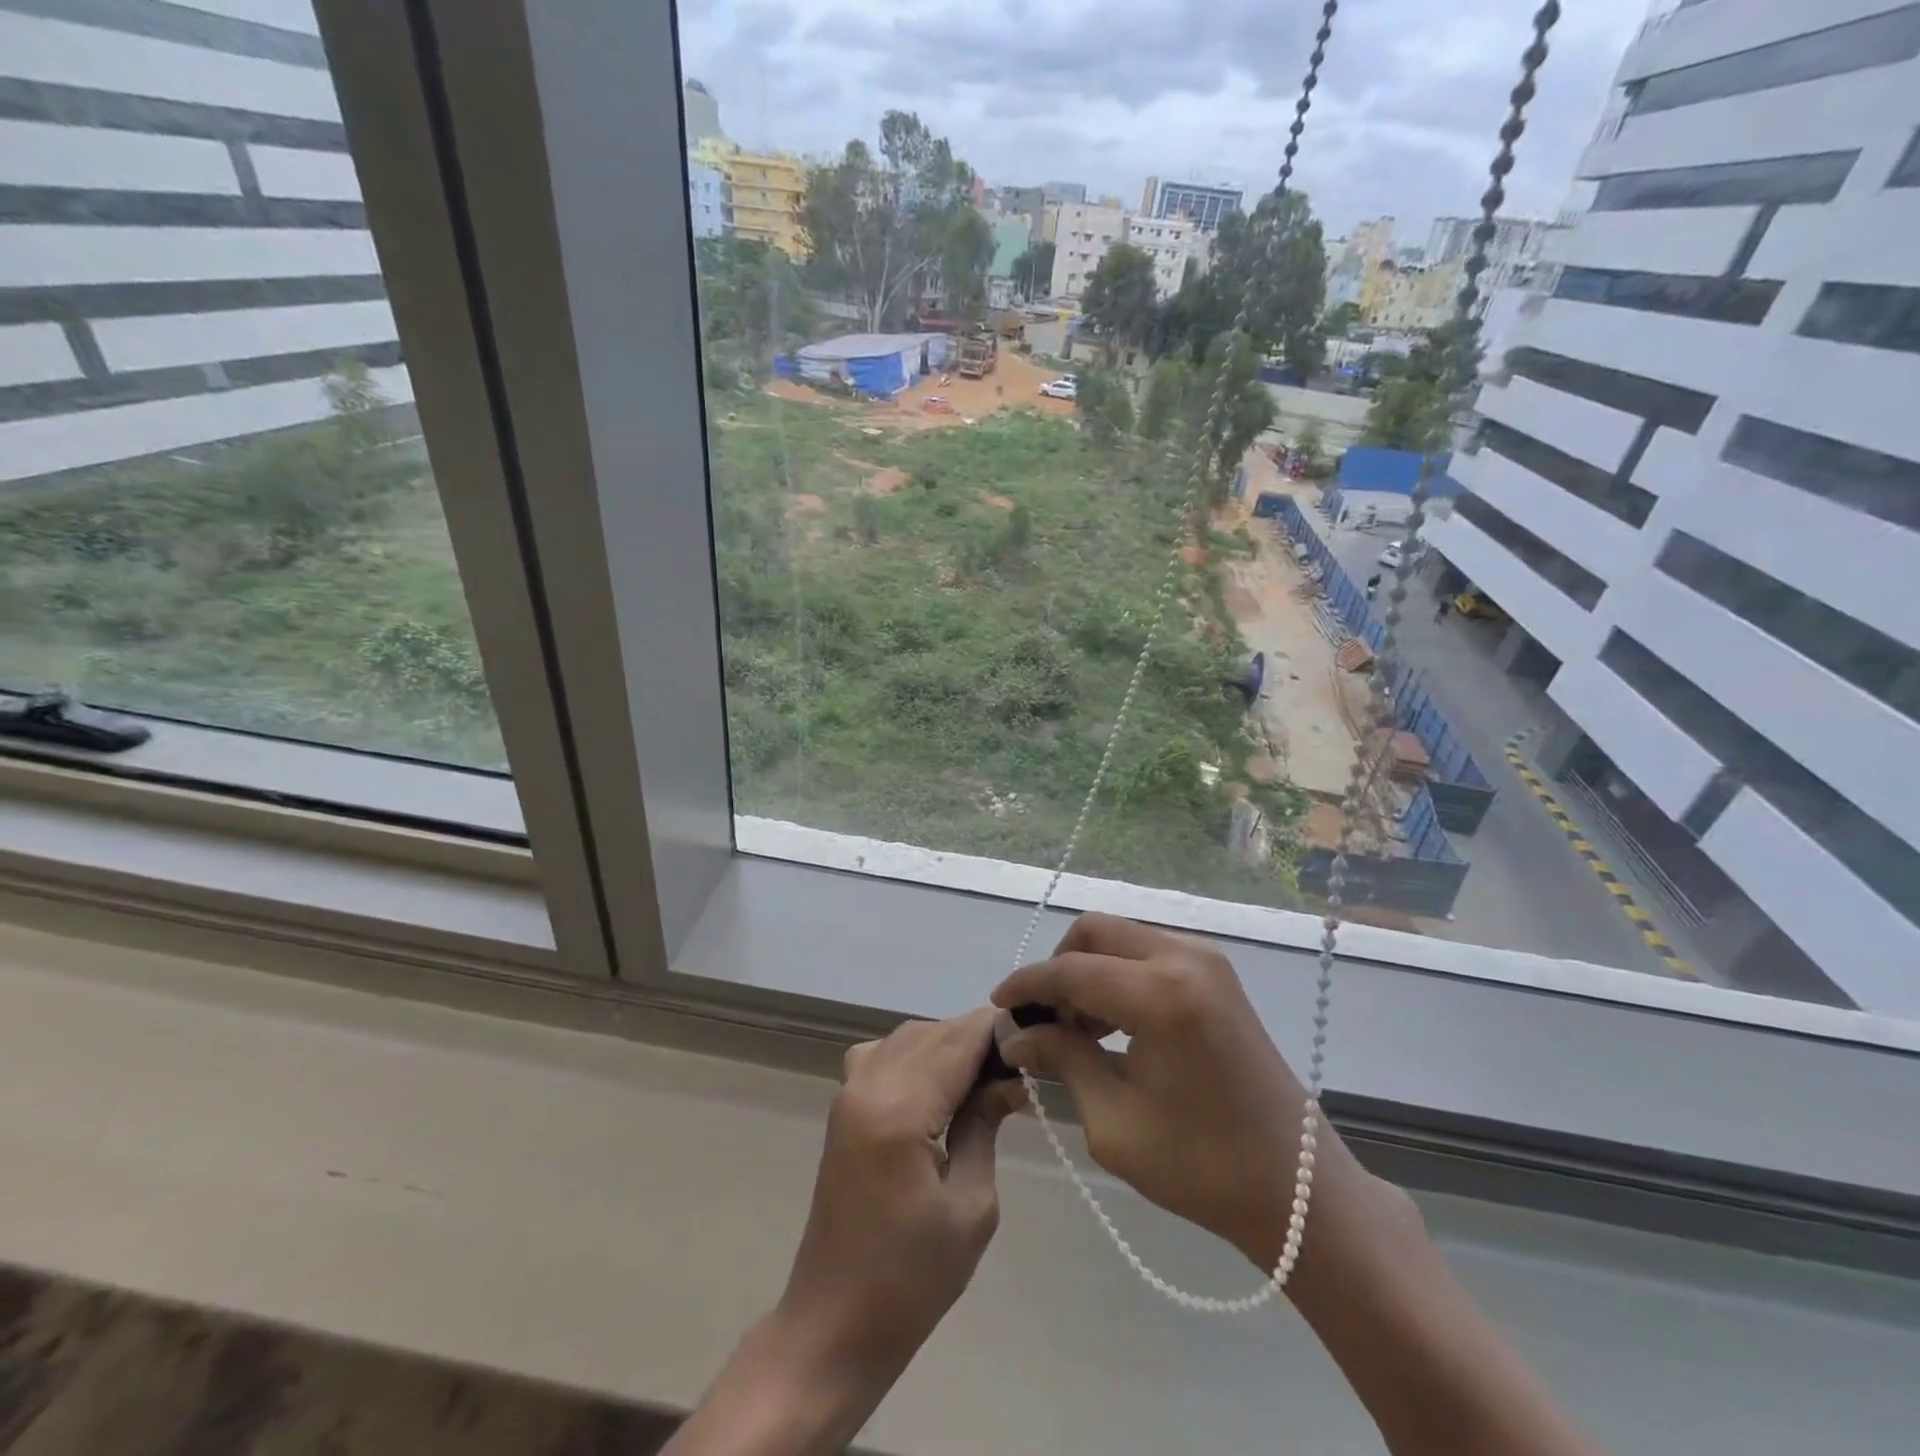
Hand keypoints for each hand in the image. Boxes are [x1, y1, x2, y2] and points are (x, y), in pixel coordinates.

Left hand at [777, 1009, 1024, 1384]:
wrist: (834, 1324)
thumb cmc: (911, 1280)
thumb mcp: (971, 1207)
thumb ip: (985, 1126)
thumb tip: (1008, 1079)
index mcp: (899, 1110)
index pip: (958, 1041)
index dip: (997, 1028)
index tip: (1035, 1031)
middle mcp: (868, 1085)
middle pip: (932, 1033)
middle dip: (977, 1036)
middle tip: (1018, 1062)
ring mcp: (848, 1092)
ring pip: (907, 1037)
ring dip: (947, 1042)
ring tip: (986, 1073)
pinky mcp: (842, 1107)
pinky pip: (882, 1054)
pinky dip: (916, 1053)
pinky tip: (938, 1083)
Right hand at [994, 913, 1353, 1274]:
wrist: (1297, 1188)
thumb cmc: (1202, 1165)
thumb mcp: (1113, 1121)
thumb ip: (1062, 1061)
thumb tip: (1016, 1035)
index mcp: (1160, 994)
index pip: (1071, 970)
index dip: (1027, 985)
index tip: (998, 1006)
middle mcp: (1184, 957)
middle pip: (1094, 932)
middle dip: (1057, 968)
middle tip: (1044, 1020)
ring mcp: (1206, 959)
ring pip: (1120, 936)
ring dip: (1087, 969)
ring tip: (1077, 1029)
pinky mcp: (1217, 971)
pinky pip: (1147, 950)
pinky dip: (1117, 973)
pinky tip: (1113, 1022)